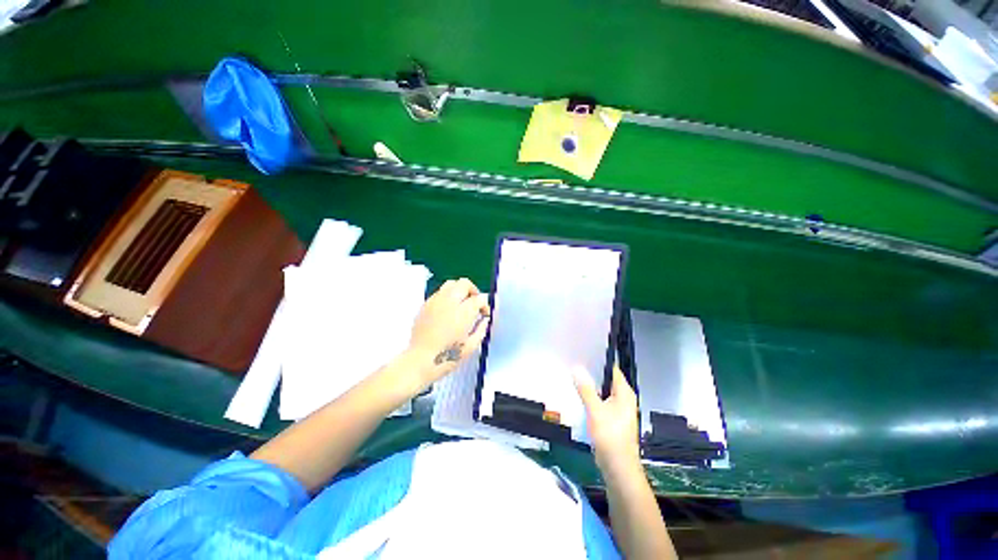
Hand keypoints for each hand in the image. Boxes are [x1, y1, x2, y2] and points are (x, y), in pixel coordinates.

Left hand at [405, 278, 490, 387]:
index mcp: (463, 313)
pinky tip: (448, 309)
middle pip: (465, 284)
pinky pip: (439, 292)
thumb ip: (481, 329)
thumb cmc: (448, 356)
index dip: (484, 305)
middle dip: (473, 291)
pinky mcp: (426, 305)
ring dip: (460, 290)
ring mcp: (436, 301)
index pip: (479, 299)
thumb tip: (484, 320)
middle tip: (474, 303)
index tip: (484, 314)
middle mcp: (449, 302)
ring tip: (461, 303)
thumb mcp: (471, 346)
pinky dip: (448, 296)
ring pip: (451, 284)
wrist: (420, 360)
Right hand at [575, 365, 641, 478]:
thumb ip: (586, 389)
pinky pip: (600, 401)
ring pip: (602, 390)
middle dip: (591, 372)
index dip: (598, 360)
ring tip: (573, 375)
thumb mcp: (596, 411)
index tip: (583, 353)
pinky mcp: (611, 418)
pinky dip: (590, 397)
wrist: (618, 468)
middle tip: (574, 363)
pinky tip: (578, 394)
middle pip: (606, 379)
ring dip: (590, 385)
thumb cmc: (611, 437)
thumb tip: (576, 368)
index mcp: (625, 393)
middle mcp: (623, 398)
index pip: (612, 369)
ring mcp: (618, 409)